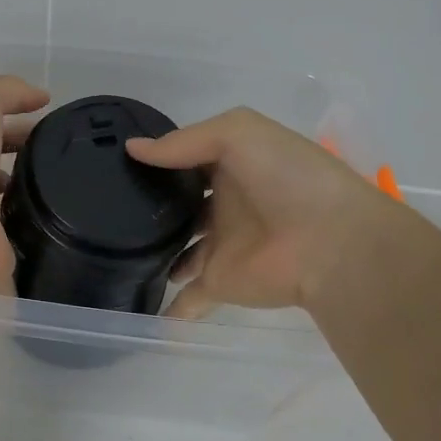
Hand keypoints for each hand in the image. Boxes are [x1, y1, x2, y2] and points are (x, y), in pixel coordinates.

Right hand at [126, 107, 394, 319]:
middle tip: (108, 204)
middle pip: (180, 205)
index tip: (117, 161)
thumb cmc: (287, 178)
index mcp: (233, 165)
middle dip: (150, 205)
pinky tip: (138, 304)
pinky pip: (188, 297)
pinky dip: (169, 307)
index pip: (188, 159)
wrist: (332, 242)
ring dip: (154, 252)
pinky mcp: (221, 281)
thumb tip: (133, 150)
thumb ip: (184, 141)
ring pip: (179, 250)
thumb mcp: (238, 133)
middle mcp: (225, 204)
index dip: (159, 158)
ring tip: (111, 248)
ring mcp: (221, 245)